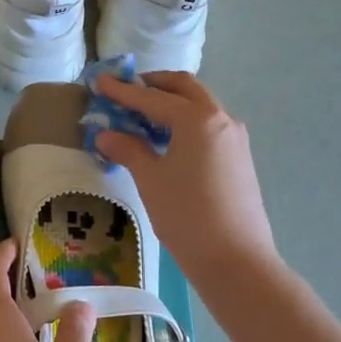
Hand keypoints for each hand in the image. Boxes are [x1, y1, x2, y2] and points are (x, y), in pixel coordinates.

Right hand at [93, 71, 278, 278]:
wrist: (236, 259)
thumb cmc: (187, 215)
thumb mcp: (151, 180)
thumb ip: (128, 149)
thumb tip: (106, 134)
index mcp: (197, 118)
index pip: (152, 97)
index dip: (123, 91)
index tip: (100, 81)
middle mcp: (221, 118)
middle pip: (185, 88)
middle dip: (155, 84)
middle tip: (128, 90)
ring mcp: (235, 138)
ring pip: (201, 106)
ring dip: (173, 103)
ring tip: (144, 117)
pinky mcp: (240, 158)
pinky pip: (210, 126)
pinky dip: (187, 122)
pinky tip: (169, 141)